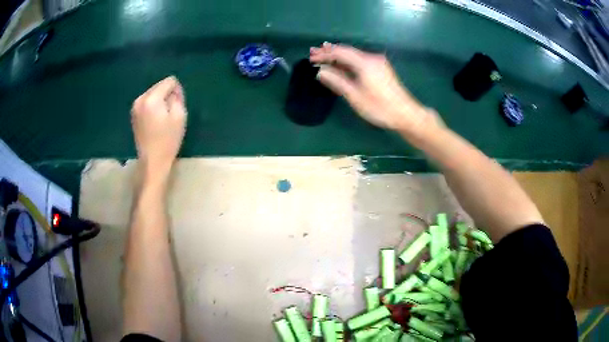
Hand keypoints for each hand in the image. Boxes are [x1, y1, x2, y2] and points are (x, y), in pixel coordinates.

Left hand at [131, 76, 186, 179]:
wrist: (152, 161)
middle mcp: (141, 99)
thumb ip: (177, 97)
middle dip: (167, 95)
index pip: (169, 81)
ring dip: (160, 101)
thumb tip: (173, 91)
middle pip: (159, 86)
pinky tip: (155, 121)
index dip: (177, 91)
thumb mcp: (179, 116)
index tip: (177, 106)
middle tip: (170, 113)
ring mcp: (135, 107)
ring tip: (163, 118)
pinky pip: (147, 102)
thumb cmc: (168, 140)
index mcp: (151, 99)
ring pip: (153, 93)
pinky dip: (153, 106)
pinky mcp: (134, 114)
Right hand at [310, 43, 438, 132]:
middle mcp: (372, 58)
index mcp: (365, 62)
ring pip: (353, 55)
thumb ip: (337, 81)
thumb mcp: (355, 96)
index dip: (324, 54)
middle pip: (347, 51)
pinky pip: (360, 60)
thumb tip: (320, 71)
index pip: (340, 52)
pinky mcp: (381, 68)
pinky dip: (348, 61)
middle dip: (329, 52)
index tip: (311, 57)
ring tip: (323, 57)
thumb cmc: (379, 107)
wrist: (406, 114)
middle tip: (313, 53)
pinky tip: (340, 64)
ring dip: (338, 56)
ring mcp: (378, 62)